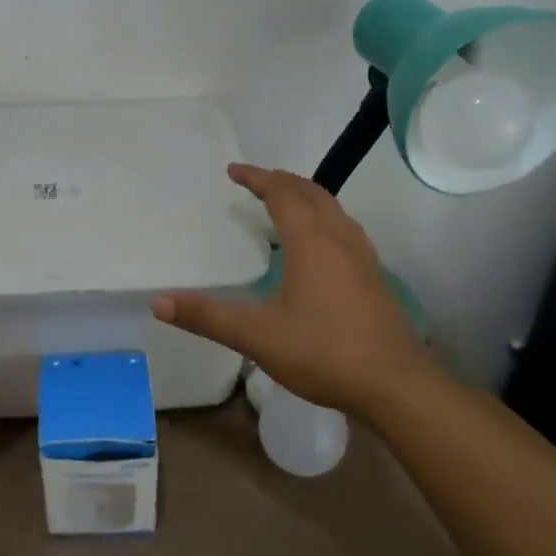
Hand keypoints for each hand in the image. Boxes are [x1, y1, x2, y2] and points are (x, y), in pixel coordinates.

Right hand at [151, 164, 429, 416]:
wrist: (397, 385)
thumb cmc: (324, 352)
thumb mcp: (257, 336)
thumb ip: (208, 317)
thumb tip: (158, 303)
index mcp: (311, 241)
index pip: (281, 193)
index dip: (257, 177)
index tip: (233, 171)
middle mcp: (338, 238)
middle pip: (311, 192)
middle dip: (281, 180)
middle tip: (255, 180)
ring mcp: (362, 256)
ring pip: (333, 208)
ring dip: (306, 195)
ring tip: (284, 202)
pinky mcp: (374, 276)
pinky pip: (345, 228)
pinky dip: (324, 217)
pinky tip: (320, 243)